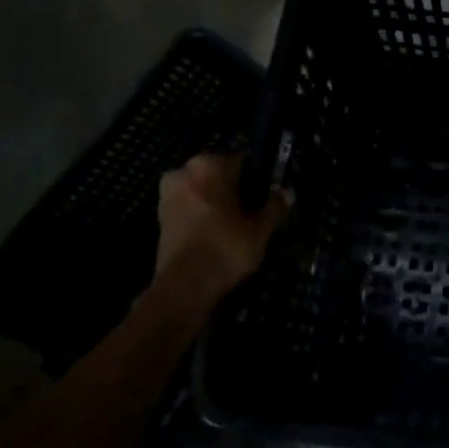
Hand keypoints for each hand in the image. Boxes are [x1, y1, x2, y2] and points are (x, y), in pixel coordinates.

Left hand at [155, 153, 287, 296]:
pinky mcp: (160, 215)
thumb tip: (288, 192)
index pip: (243, 160)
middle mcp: (184, 171)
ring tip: (239, 223)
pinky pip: (191, 205)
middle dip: (236, 187)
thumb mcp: (260, 229)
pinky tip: (220, 231)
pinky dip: (203, 214)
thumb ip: (275, 207)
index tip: (269, 193)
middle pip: (220, 173)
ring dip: (218, 201)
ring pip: (204, 189)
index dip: (259, 176)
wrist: (183, 287)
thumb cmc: (225, 248)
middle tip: (255, 209)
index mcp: (209, 164)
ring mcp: (168, 193)